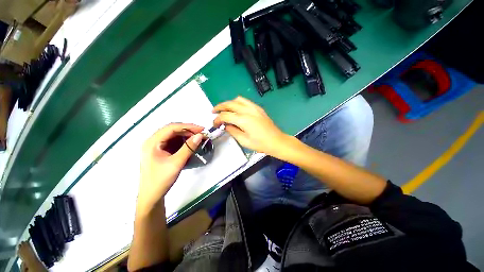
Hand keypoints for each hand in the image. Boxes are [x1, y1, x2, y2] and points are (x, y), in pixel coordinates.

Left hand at [138, 123, 203, 213]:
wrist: (151, 196)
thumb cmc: (160, 180)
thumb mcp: (176, 163)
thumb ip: (188, 148)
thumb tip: (200, 136)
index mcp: (152, 142)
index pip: (171, 128)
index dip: (188, 126)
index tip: (201, 129)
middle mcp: (153, 141)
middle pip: (172, 130)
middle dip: (188, 131)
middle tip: (201, 134)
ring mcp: (156, 146)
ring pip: (173, 136)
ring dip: (186, 136)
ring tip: (197, 139)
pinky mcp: (160, 151)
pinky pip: (173, 142)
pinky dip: (183, 142)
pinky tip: (190, 145)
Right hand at [213, 97, 288, 156]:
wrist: (276, 141)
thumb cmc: (260, 144)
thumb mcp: (244, 141)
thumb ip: (232, 131)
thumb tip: (226, 125)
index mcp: (243, 119)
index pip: (225, 116)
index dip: (217, 119)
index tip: (215, 124)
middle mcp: (248, 110)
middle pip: (230, 104)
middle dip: (219, 107)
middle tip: (213, 112)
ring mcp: (254, 108)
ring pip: (238, 99)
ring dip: (229, 103)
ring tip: (224, 109)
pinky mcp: (258, 108)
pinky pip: (245, 101)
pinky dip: (238, 103)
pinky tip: (236, 109)